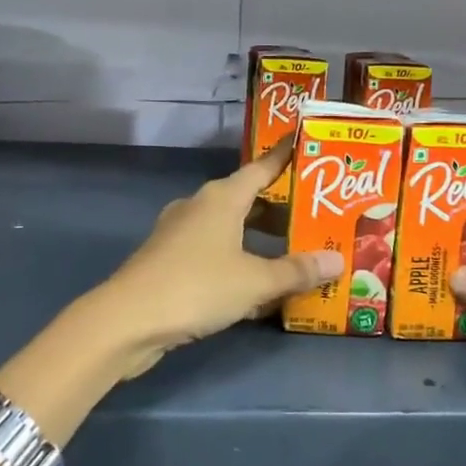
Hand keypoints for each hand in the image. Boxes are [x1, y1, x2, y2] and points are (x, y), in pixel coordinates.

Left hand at [90, 143, 342, 377]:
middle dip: (281, 209)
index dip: (285, 157)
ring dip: (259, 239)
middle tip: (316, 217)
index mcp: (221, 198)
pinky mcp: (169, 260)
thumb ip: (296, 271)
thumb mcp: (255, 281)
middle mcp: (200, 206)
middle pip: (248, 200)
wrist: (127, 320)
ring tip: (294, 252)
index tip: (306, 145)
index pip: (262, 168)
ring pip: (231, 228)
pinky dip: (238, 260)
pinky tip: (257, 287)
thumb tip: (338, 260)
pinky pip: (214, 251)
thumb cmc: (196, 287)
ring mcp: (180, 233)